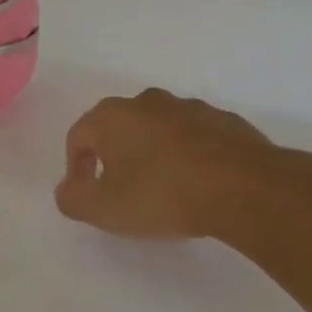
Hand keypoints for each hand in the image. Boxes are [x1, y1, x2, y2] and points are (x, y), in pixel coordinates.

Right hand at [54, 88, 272, 239]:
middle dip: (114, 157)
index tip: (85, 194)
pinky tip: (197, 185)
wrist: (243, 187)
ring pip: (158, 131)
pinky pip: (194, 139)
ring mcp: (190, 108)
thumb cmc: (161, 195)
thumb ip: (72, 199)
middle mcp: (148, 102)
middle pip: (119, 129)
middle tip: (121, 192)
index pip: (78, 136)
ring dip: (152, 155)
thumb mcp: (102, 209)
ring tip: (162, 191)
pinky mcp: (225, 122)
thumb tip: (67, 189)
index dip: (75, 167)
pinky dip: (188, 157)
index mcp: (112, 116)